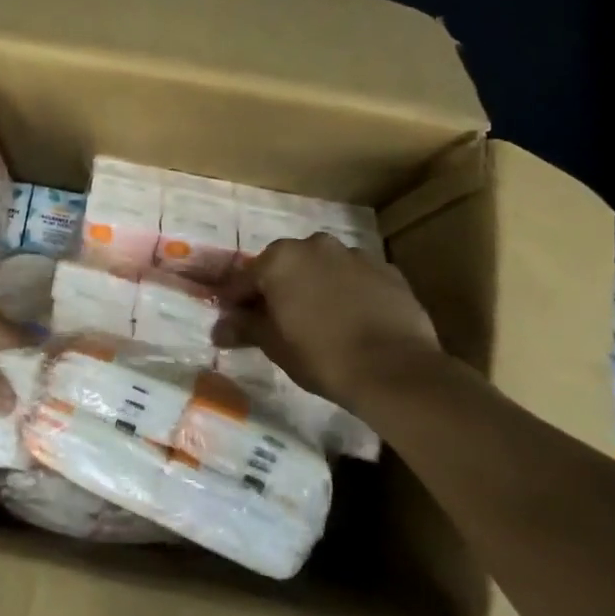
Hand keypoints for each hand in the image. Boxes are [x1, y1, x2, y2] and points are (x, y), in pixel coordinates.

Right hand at [215, 234, 442, 409]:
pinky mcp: (388, 270)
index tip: (233, 320)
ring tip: (319, 319)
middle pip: (286, 266)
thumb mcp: (274, 345)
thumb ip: (245, 328)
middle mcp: (316, 245)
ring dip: (316, 286)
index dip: (236, 301)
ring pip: (324, 268)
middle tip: (277, 319)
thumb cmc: (321, 356)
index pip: (245, 278)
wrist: (395, 370)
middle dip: (278, 288)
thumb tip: (219, 329)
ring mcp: (355, 255)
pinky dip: (349, 292)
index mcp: (280, 259)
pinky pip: (356, 278)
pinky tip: (353, 320)